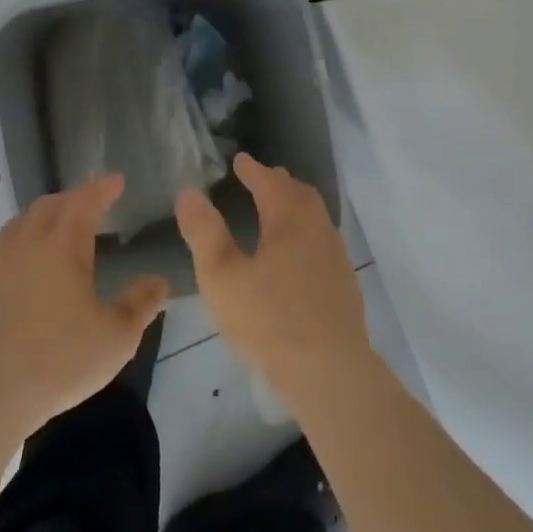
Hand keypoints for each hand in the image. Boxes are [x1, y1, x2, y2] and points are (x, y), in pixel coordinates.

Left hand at [0, 175, 168, 443]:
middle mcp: (25, 243)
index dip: (102, 188)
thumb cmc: (58, 363)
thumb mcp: (116, 338)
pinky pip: (1, 248)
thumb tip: (159, 281)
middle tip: (91, 204)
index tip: (116, 180)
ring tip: (58, 229)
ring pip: (20, 223)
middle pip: (49, 205)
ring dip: (43, 217)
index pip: (85, 201)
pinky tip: (25, 265)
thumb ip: (141, 304)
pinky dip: (20, 242)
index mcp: (62, 245)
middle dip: (73, 199)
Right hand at [175, 153, 369, 397]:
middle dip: (279, 182)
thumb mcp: (221, 276)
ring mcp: (336, 258)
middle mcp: (317, 231)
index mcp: (289, 221)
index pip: (270, 183)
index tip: (240, 160)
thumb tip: (188, 192)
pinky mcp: (344, 285)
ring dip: (296, 205)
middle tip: (261, 178)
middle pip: (300, 195)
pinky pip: (323, 241)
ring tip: (278, 211)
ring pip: (316, 218)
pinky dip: (306, 231)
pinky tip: (297, 255)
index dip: (253, 170)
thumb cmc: (268, 320)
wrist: (328, 371)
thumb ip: (204, 232)